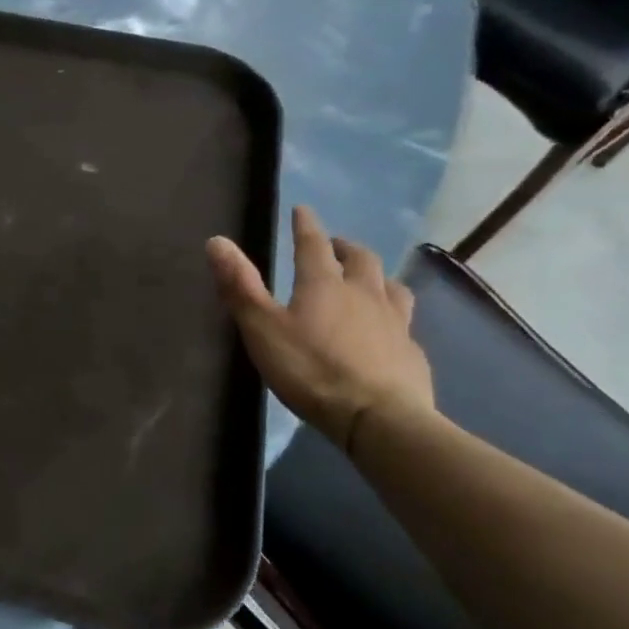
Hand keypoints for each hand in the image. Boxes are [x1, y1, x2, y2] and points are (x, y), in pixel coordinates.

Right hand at [206, 205, 434, 452]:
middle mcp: (364, 293)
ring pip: (390, 285)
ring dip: (376, 275)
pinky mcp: (411, 352)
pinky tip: (389, 328)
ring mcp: (394, 322)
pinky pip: (404, 321)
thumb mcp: (262, 329)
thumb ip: (240, 286)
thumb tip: (217, 240)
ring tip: (368, 278)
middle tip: (333, 246)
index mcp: (324, 284)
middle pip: (360, 259)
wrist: (378, 418)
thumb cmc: (311, 370)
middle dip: (344, 247)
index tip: (302, 210)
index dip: (305, 225)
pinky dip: (393, 314)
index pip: (312, 244)